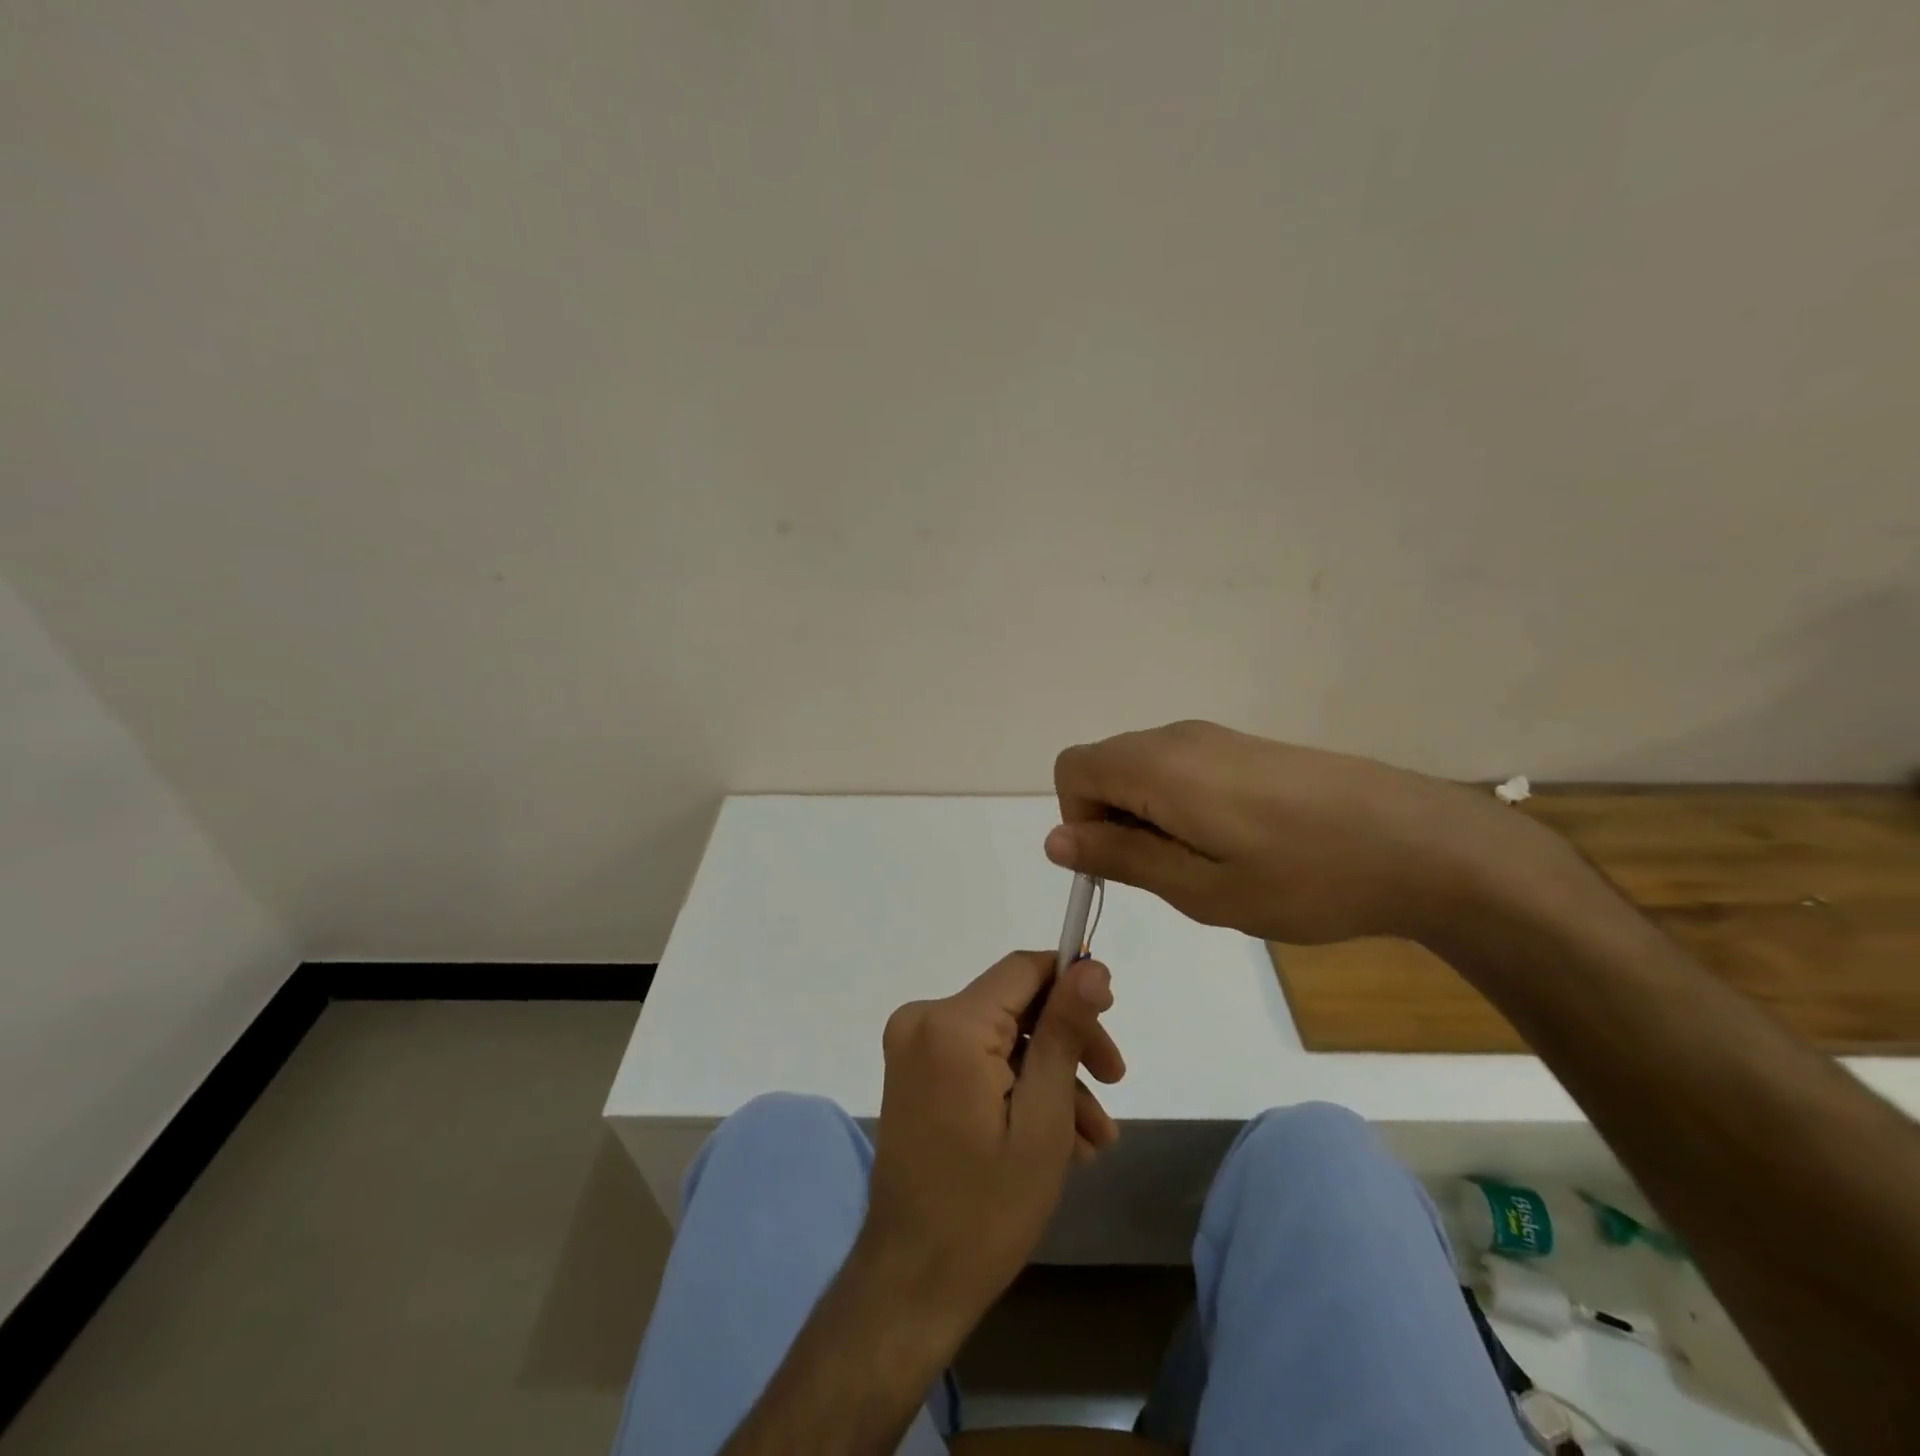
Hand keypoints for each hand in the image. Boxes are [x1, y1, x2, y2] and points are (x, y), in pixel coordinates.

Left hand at [859, 952, 1124, 1337]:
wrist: (913, 1281)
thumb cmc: (986, 1208)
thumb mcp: (1043, 1118)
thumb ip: (1065, 1031)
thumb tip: (1092, 966)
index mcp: (951, 1023)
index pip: (1024, 968)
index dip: (1072, 984)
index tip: (1111, 1019)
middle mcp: (923, 1018)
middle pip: (1016, 1004)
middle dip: (1068, 1041)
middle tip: (1113, 1084)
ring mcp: (913, 1045)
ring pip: (1002, 1036)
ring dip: (1051, 1075)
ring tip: (1094, 1139)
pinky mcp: (914, 1071)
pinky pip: (978, 1057)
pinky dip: (1017, 1085)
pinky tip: (1060, 1138)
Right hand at [1047, 720, 1551, 947]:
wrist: (1421, 845)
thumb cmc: (1303, 878)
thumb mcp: (1200, 888)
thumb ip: (1121, 858)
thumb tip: (1056, 840)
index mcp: (1157, 765)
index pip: (1072, 770)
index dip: (1078, 821)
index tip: (1123, 865)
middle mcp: (1178, 737)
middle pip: (1105, 767)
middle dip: (1113, 821)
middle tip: (1170, 875)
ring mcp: (1216, 738)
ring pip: (1144, 770)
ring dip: (1149, 817)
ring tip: (1209, 865)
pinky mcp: (1247, 748)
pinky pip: (1183, 769)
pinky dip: (1182, 806)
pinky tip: (1239, 844)